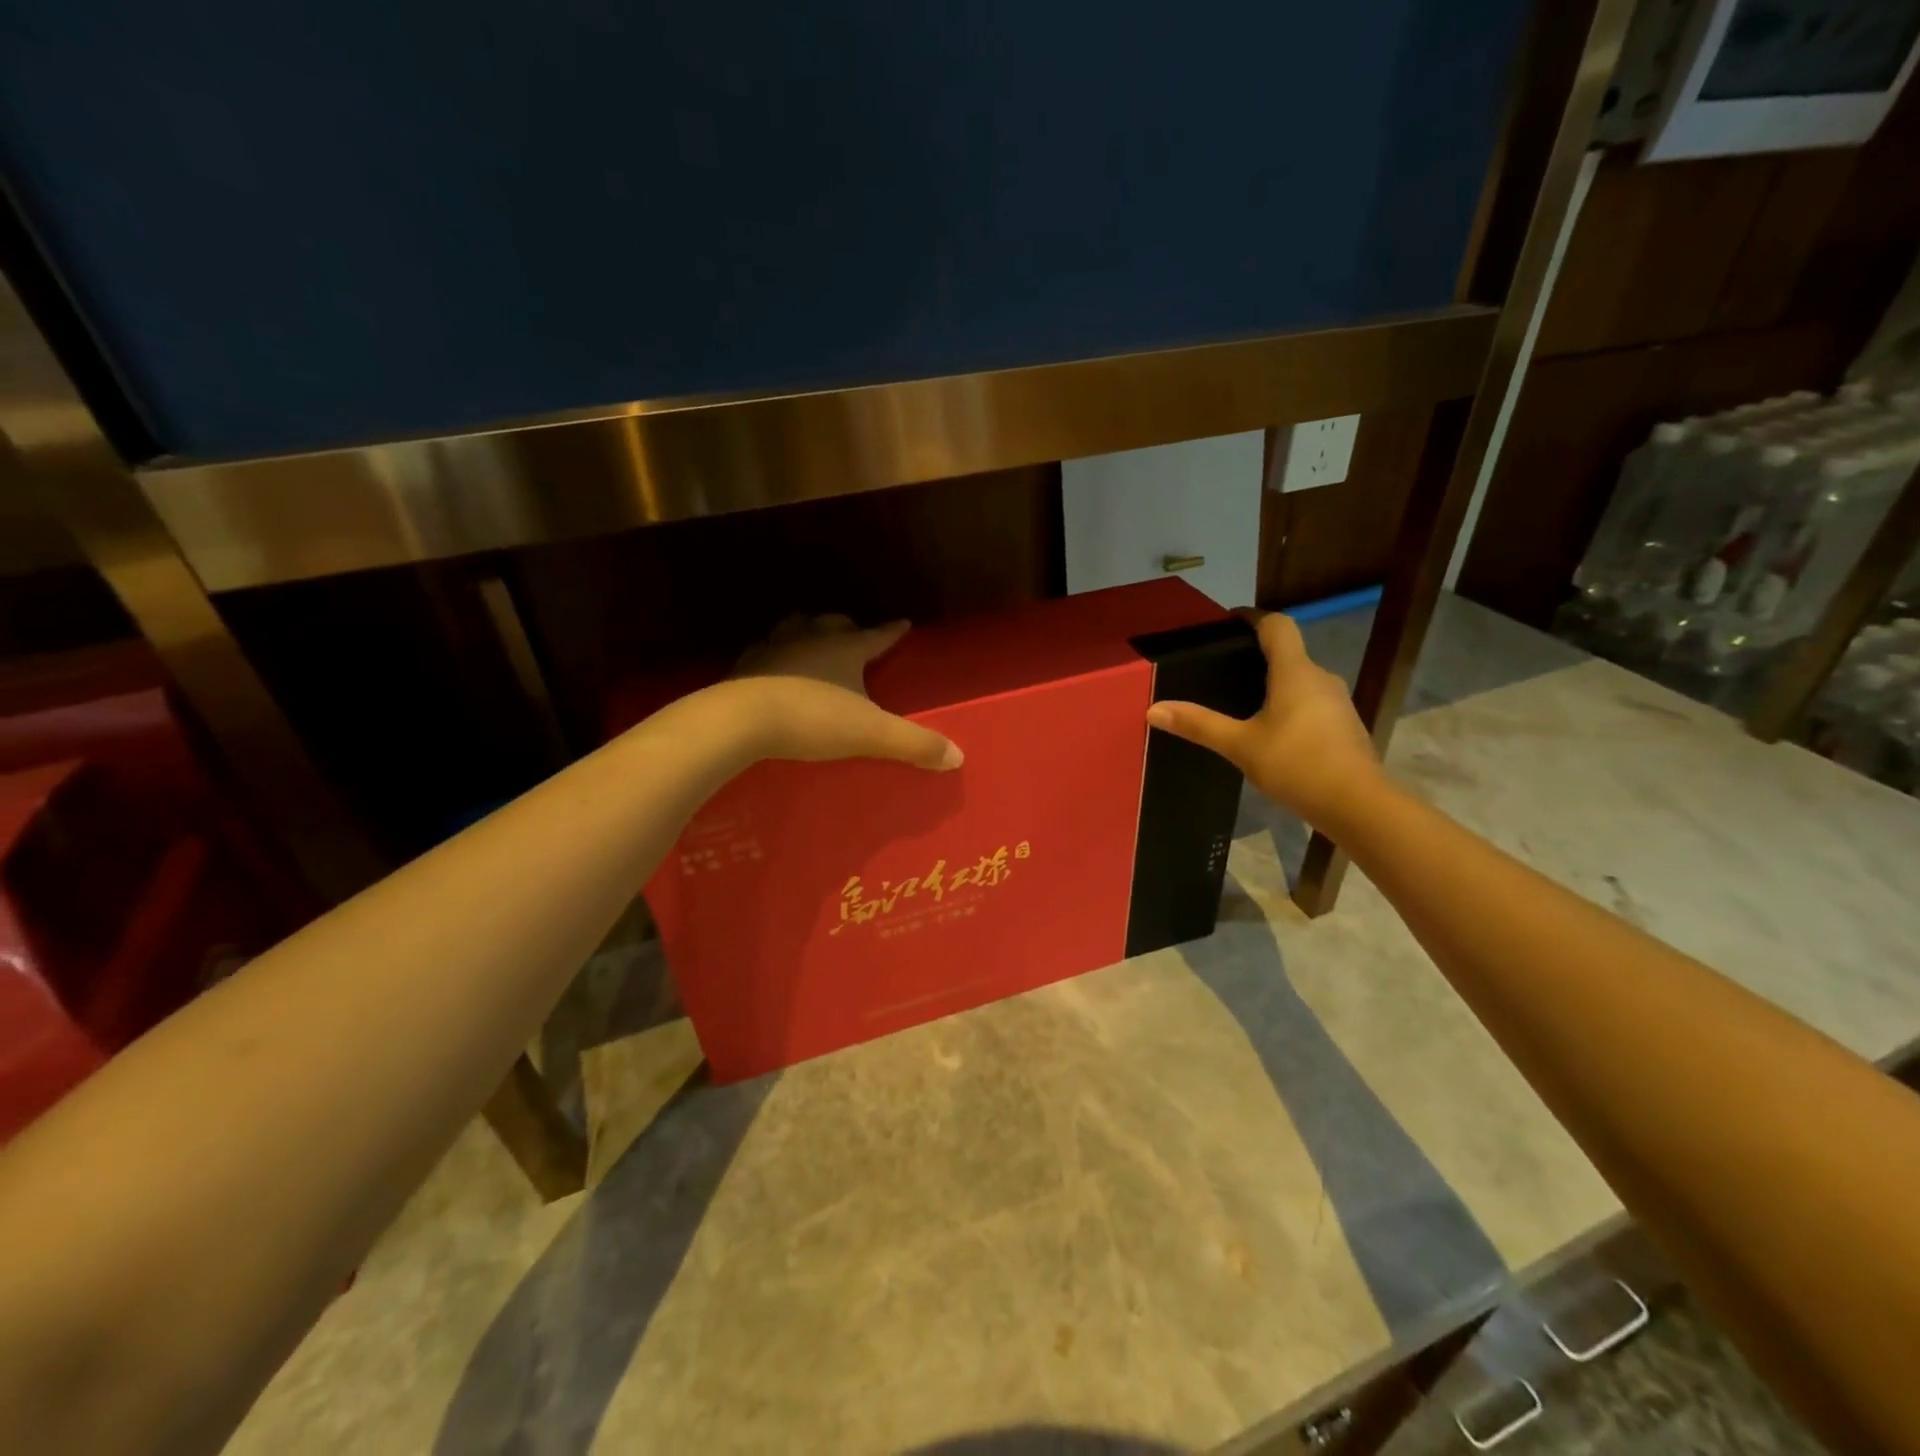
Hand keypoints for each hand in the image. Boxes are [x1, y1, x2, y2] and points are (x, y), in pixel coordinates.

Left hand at [731, 614, 962, 770]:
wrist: (741, 720)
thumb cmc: (813, 719)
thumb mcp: (871, 735)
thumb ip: (914, 744)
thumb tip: (958, 756)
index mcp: (845, 648)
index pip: (877, 635)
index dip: (892, 631)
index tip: (904, 623)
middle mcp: (810, 638)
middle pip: (833, 623)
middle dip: (847, 627)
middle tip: (855, 633)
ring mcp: (774, 647)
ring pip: (795, 628)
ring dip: (807, 631)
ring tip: (812, 640)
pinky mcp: (744, 665)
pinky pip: (765, 651)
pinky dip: (775, 654)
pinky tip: (773, 666)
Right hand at [1145, 609, 1380, 831]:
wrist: (1357, 805)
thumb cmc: (1297, 765)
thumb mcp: (1240, 746)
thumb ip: (1198, 725)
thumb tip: (1153, 710)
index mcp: (1295, 672)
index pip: (1277, 625)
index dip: (1252, 617)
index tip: (1228, 622)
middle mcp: (1320, 678)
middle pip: (1288, 652)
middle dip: (1257, 655)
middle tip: (1222, 668)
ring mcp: (1337, 702)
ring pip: (1300, 680)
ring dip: (1274, 683)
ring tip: (1240, 701)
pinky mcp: (1343, 726)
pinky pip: (1310, 703)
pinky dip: (1288, 706)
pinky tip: (1270, 731)